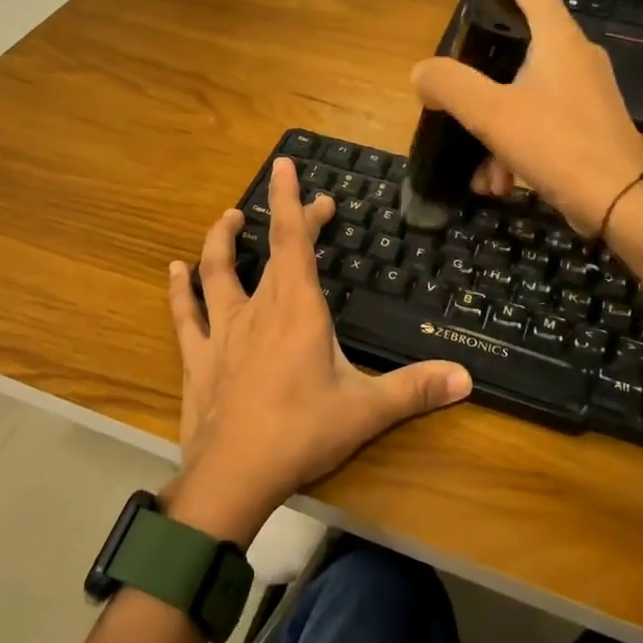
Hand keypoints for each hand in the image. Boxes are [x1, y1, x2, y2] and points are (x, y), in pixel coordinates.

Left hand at [165, 156, 472, 539]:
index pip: (294, 240)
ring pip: (217, 272)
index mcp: (297, 310)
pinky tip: (175, 269)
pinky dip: (179, 290)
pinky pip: (186, 314)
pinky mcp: (199, 358)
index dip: (293, 201)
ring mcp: (223, 332)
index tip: (288, 166)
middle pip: (269, 251)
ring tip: (229, 217)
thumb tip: (467, 378)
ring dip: (221, 240)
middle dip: (285, 218)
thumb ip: (415, 389)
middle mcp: (257, 310)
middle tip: (306, 203)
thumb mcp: (366, 411)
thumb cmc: (302, 434)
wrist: (234, 475)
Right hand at [411, 0, 642, 234]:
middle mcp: (577, 57)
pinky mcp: (589, 125)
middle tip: (458, 105)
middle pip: (520, 48)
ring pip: (525, 96)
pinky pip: (542, 124)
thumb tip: (422, 74)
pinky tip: (502, 184)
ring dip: (495, 131)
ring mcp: (586, 93)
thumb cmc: (557, 145)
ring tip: (482, 174)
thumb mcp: (491, 114)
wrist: (622, 202)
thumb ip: (450, 86)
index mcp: (558, 39)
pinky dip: (516, 148)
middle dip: (481, 84)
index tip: (471, 11)